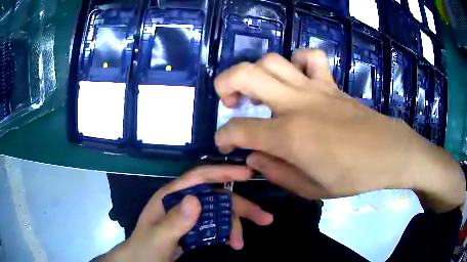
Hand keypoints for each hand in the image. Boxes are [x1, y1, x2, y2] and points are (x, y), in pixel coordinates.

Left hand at [98, 166, 272, 261]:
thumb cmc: (146, 248)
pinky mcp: (195, 228)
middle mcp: (183, 201)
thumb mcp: (158, 238)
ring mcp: (190, 215)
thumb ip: (174, 221)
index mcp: (171, 196)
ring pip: (219, 212)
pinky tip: (233, 243)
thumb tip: (196, 199)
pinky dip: (227, 233)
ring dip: (235, 225)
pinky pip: (216, 225)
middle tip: (264, 218)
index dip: (224, 172)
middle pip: (216, 197)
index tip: (248, 174)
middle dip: (241, 207)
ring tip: (241, 243)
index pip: (199, 177)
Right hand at [214, 49, 464, 211]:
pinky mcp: (330, 83)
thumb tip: (254, 157)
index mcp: (289, 136)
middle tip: (229, 102)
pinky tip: (297, 77)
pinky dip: (297, 61)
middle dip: (225, 84)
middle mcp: (296, 104)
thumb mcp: (311, 189)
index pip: (239, 129)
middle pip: (246, 74)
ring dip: (256, 72)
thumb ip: (276, 173)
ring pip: (272, 60)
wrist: (388, 153)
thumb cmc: (352, 176)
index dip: (224, 137)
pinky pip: (310, 57)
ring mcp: (314, 88)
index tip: (223, 145)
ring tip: (260, 90)